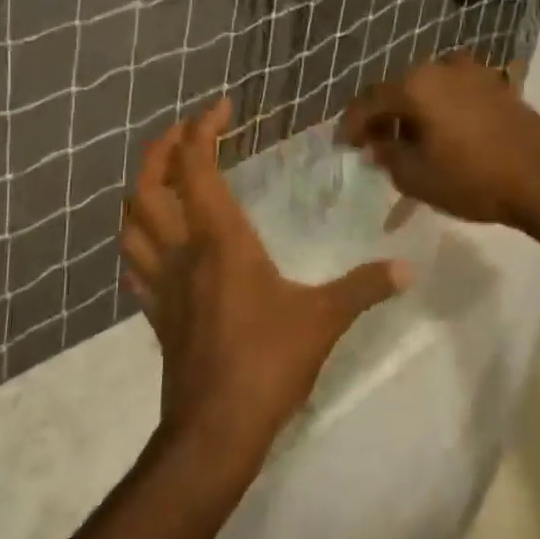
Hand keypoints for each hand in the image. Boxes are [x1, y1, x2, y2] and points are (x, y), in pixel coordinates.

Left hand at [119, 100, 410, 464]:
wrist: (215, 430)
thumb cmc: (268, 363)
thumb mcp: (325, 320)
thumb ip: (365, 287)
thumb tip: (408, 267)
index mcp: (220, 240)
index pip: (197, 166)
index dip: (202, 128)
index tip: (222, 108)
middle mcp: (182, 251)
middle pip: (149, 184)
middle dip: (161, 148)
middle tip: (186, 132)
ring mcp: (161, 283)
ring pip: (131, 220)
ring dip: (142, 188)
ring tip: (165, 177)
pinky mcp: (155, 313)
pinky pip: (134, 261)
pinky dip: (139, 237)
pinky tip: (155, 240)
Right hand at [338, 51, 539, 228]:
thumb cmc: (473, 178)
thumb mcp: (417, 177)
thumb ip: (387, 156)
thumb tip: (377, 144)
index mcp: (416, 85)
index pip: (369, 100)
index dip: (352, 124)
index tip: (343, 145)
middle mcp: (442, 67)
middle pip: (399, 89)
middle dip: (382, 116)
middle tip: (373, 144)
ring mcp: (473, 73)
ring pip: (427, 90)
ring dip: (411, 112)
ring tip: (407, 141)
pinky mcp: (496, 86)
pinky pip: (452, 93)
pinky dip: (437, 110)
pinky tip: (440, 134)